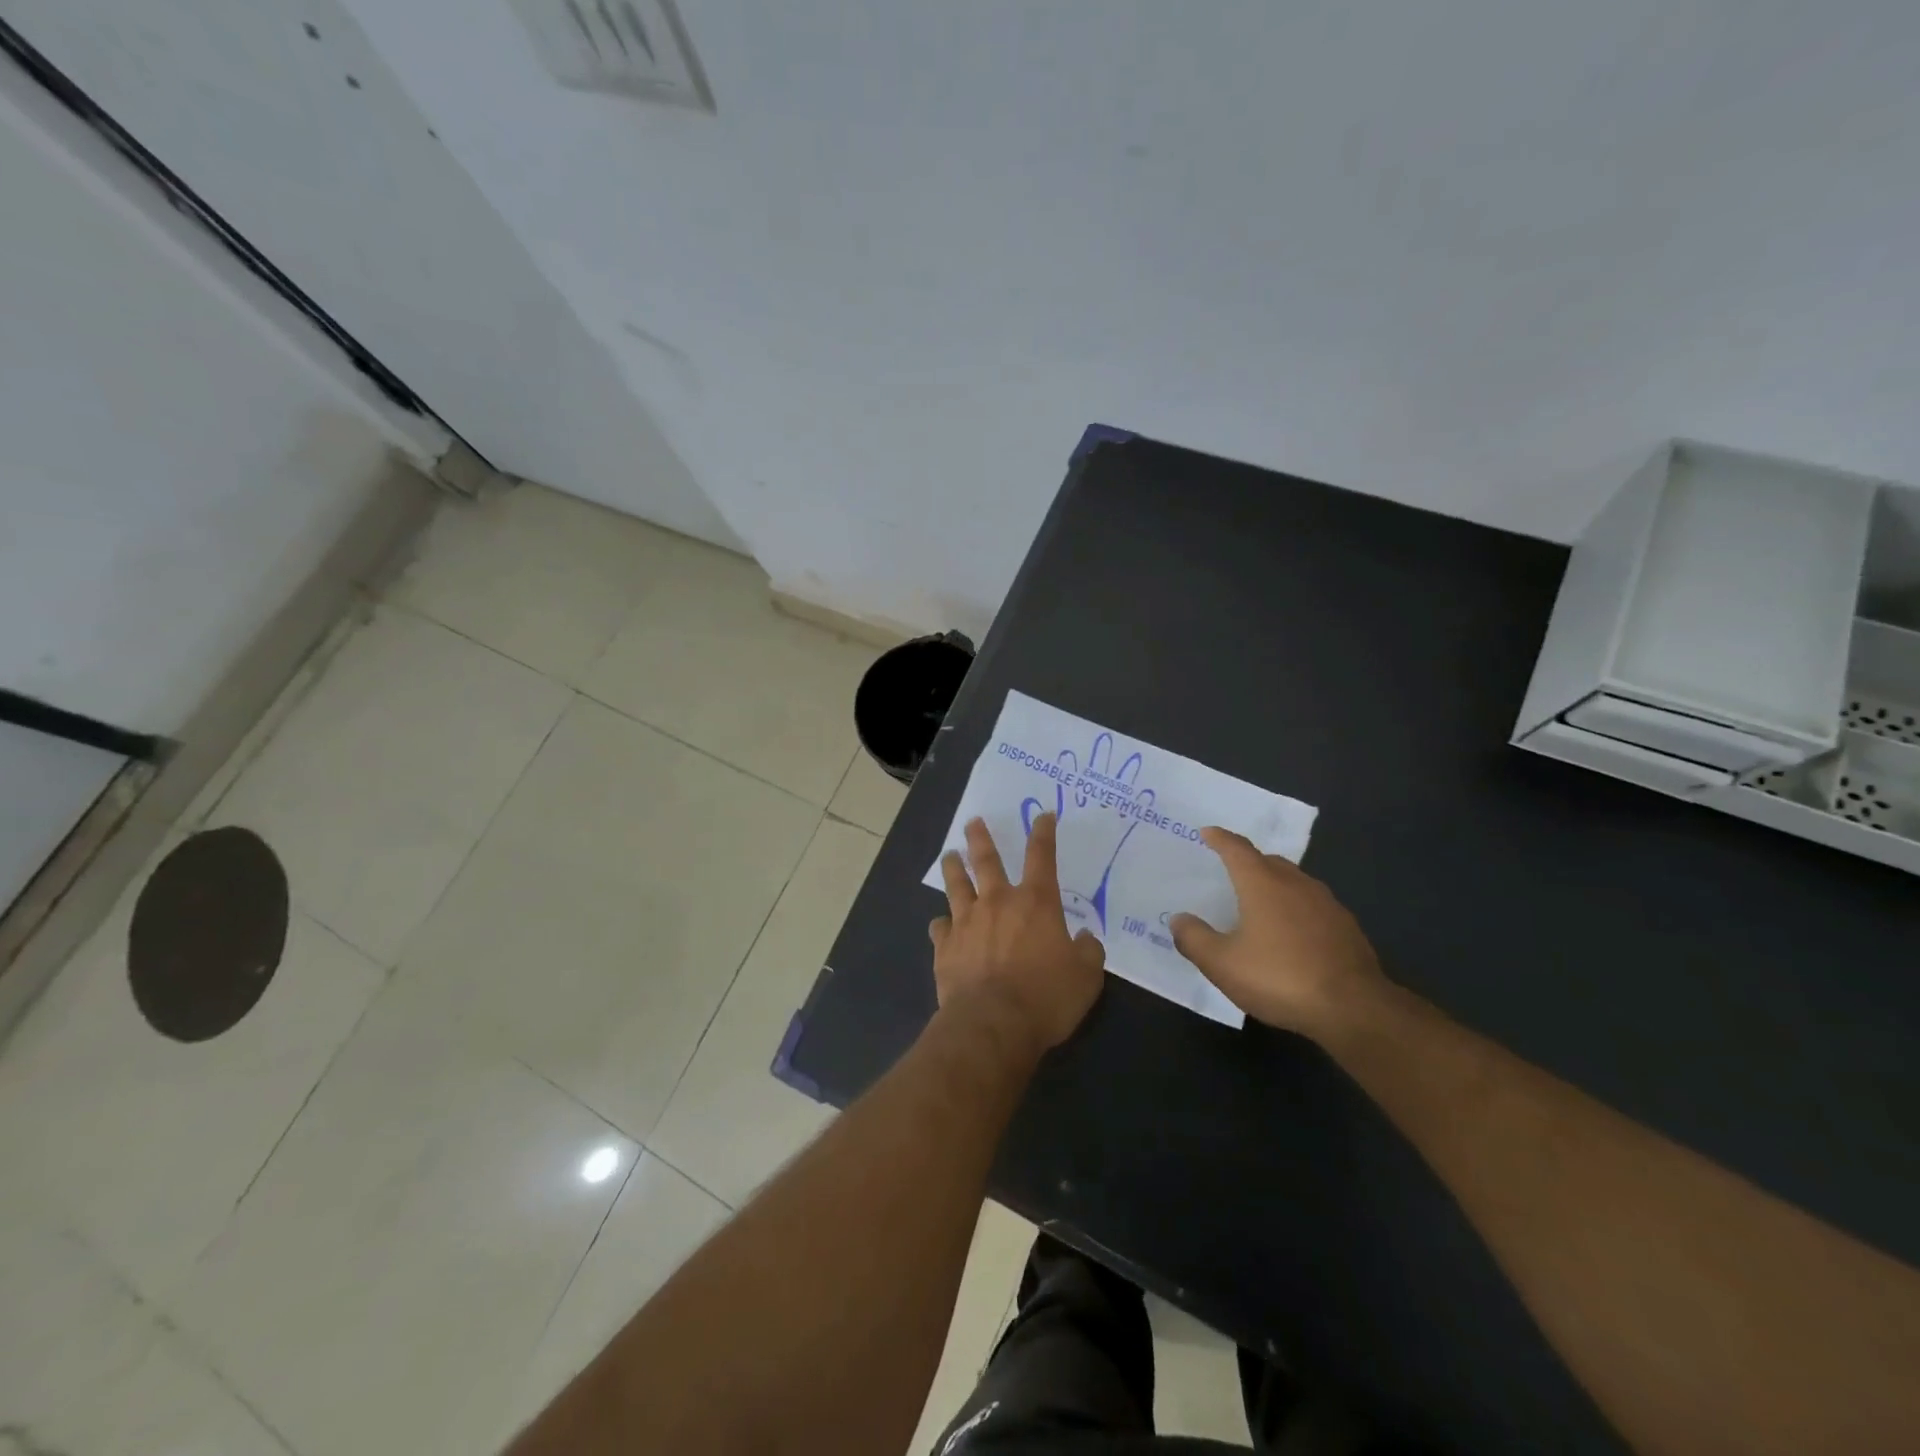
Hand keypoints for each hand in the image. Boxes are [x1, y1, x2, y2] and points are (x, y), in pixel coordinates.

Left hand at [930, 814, 1105, 1052]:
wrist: (993, 1023)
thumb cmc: (1046, 997)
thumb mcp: (1086, 977)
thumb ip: (1087, 951)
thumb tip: (1083, 938)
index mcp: (1036, 903)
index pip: (1042, 856)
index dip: (1043, 833)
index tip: (1042, 815)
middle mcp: (998, 902)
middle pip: (986, 860)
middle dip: (980, 838)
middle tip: (972, 822)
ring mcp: (967, 922)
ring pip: (956, 885)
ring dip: (953, 868)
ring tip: (949, 855)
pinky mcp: (945, 947)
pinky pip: (940, 926)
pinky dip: (942, 923)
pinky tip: (941, 924)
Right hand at [1170, 827, 1385, 1038]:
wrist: (1354, 1009)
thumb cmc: (1280, 977)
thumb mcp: (1222, 964)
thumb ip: (1195, 939)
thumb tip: (1179, 920)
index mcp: (1262, 883)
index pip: (1237, 849)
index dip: (1220, 839)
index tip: (1208, 833)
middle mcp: (1296, 884)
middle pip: (1268, 861)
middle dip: (1248, 862)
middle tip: (1231, 871)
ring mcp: (1327, 904)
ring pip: (1294, 882)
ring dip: (1275, 885)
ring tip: (1260, 903)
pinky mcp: (1347, 928)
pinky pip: (1313, 906)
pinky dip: (1296, 909)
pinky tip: (1292, 934)